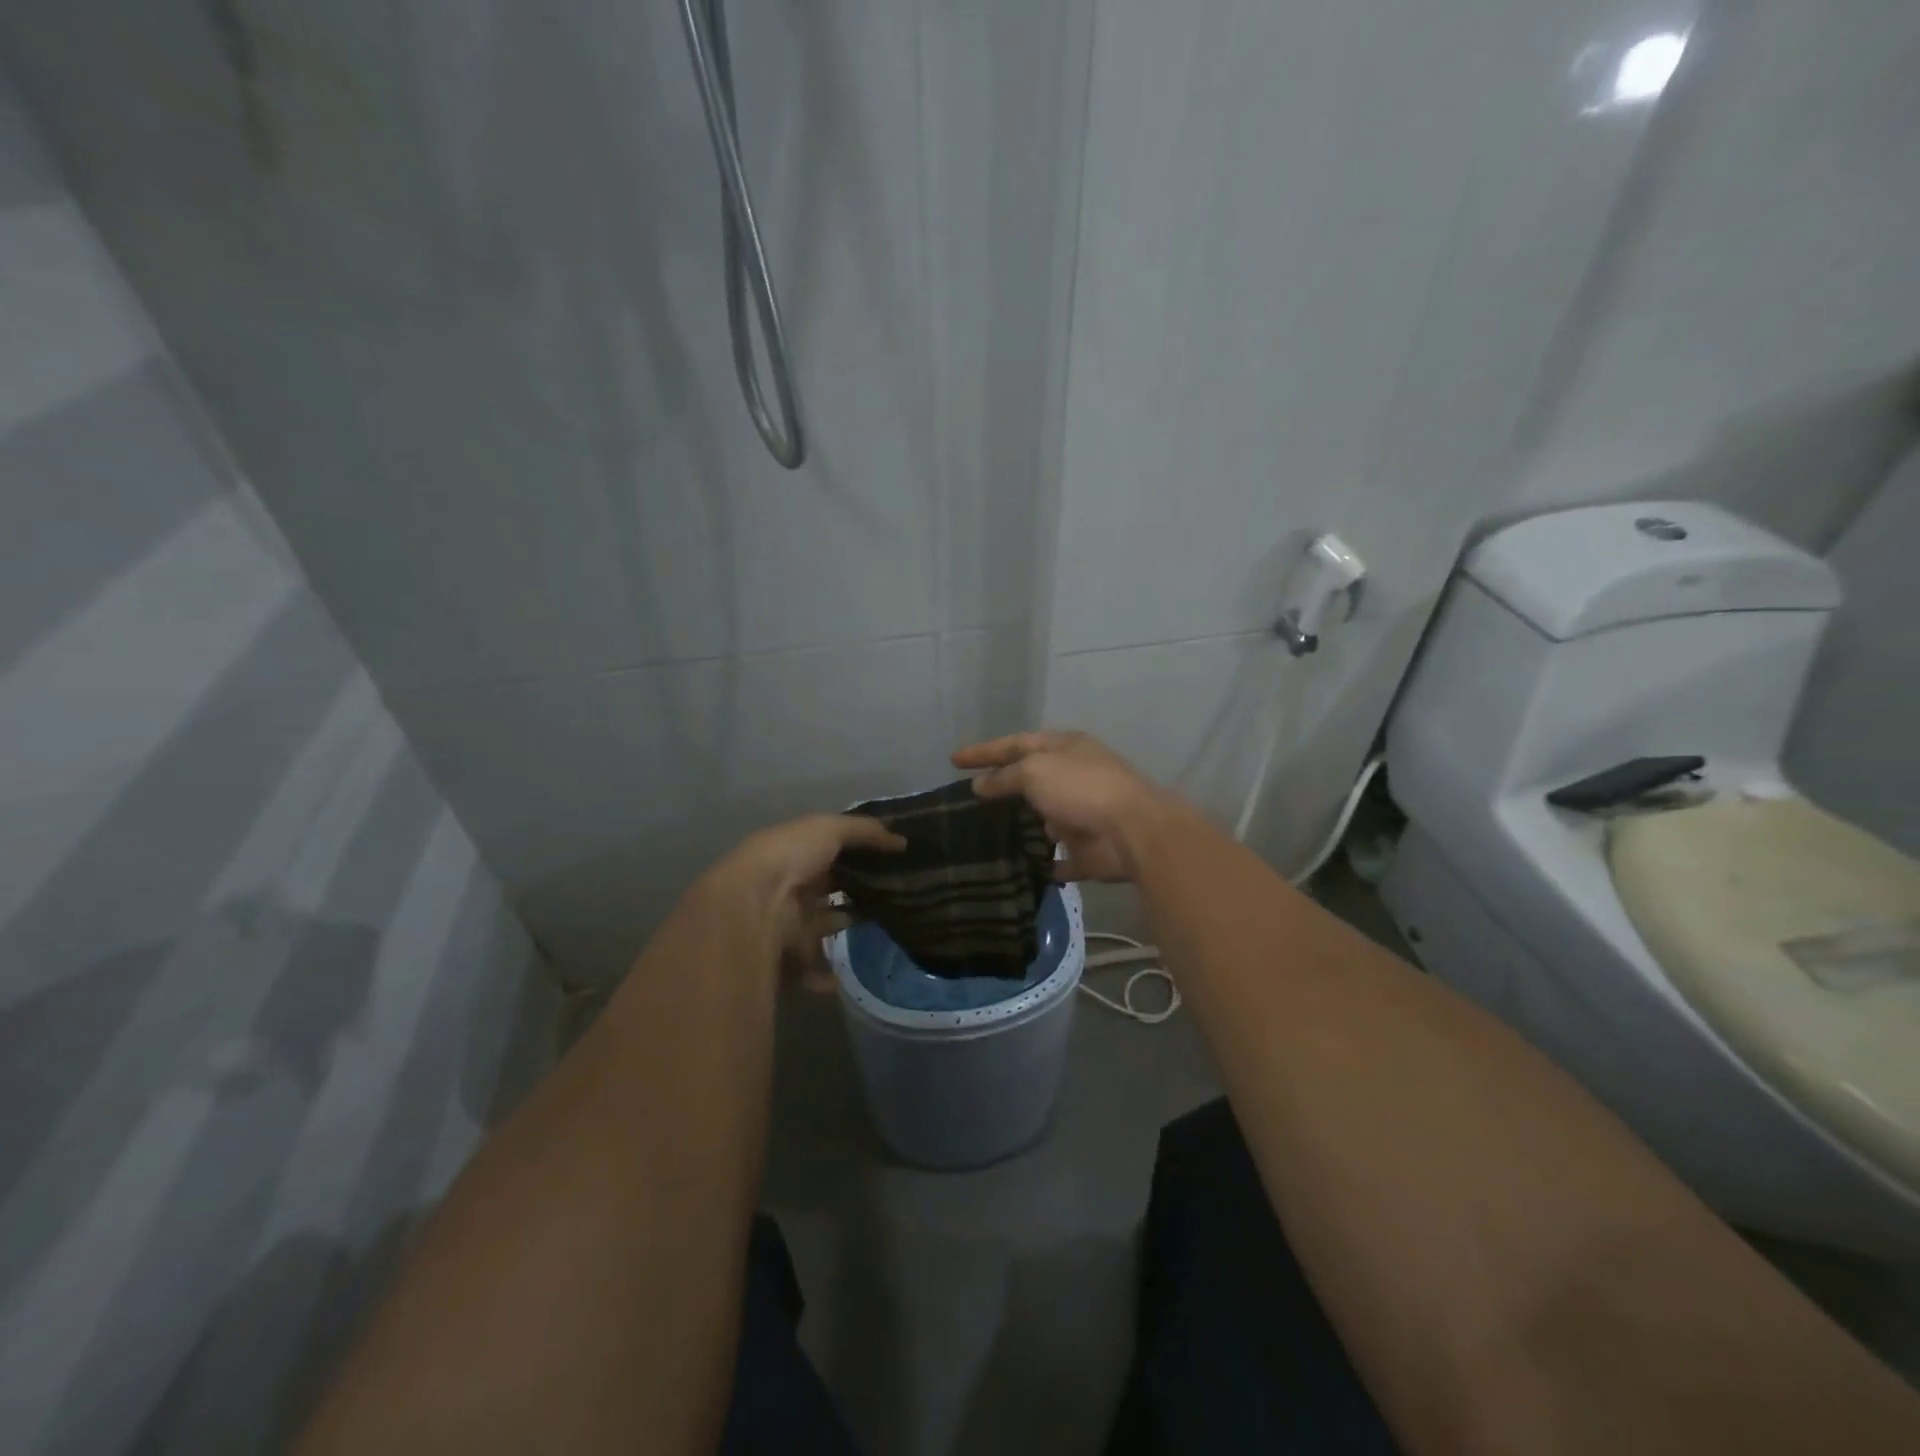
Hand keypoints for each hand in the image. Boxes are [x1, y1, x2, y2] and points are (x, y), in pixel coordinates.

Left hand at [706, 814, 904, 988]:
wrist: (753, 907)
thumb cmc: (789, 857)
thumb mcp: (829, 829)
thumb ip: (865, 832)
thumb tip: (902, 841)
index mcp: (793, 854)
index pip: (828, 851)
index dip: (856, 854)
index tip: (891, 861)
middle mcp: (788, 887)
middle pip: (825, 889)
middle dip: (853, 892)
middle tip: (894, 896)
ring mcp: (787, 923)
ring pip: (821, 927)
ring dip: (842, 928)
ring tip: (882, 929)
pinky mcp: (789, 957)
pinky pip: (812, 967)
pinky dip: (826, 974)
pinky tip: (846, 973)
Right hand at [952, 730, 1173, 882]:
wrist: (1132, 831)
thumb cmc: (1080, 788)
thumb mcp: (1034, 771)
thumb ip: (1004, 777)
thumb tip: (980, 785)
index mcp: (1064, 748)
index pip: (1015, 744)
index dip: (983, 751)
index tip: (953, 760)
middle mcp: (1074, 777)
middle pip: (1031, 779)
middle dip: (1003, 788)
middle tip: (968, 802)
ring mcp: (1082, 814)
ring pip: (1044, 818)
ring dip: (1022, 826)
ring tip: (986, 837)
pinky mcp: (1087, 849)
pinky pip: (1059, 857)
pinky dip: (1043, 861)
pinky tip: (1018, 867)